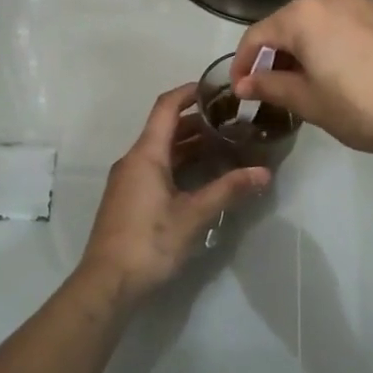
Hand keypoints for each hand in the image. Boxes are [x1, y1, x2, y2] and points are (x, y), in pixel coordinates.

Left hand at [74, 83, 269, 306]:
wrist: (107, 283)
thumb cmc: (149, 242)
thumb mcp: (193, 215)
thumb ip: (228, 190)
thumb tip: (264, 173)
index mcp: (146, 155)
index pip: (166, 107)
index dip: (189, 92)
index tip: (217, 88)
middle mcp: (133, 161)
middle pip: (165, 129)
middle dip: (198, 121)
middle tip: (232, 121)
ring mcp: (128, 181)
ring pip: (161, 151)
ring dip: (190, 145)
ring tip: (225, 146)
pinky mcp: (129, 200)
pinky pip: (156, 169)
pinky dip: (180, 164)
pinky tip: (203, 177)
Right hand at [230, 0, 372, 164]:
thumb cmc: (360, 106)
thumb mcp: (307, 101)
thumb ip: (270, 86)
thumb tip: (243, 83)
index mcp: (303, 15)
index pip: (257, 35)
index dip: (242, 63)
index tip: (238, 90)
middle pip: (286, 24)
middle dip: (272, 55)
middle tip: (268, 89)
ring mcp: (360, 3)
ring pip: (315, 23)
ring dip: (300, 49)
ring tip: (300, 83)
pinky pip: (340, 25)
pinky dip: (326, 44)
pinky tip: (333, 72)